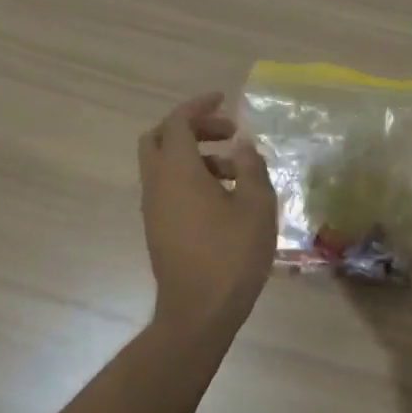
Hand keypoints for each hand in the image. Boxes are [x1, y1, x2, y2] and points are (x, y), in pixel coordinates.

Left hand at [138, 92, 276, 334]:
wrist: (200, 312)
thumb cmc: (232, 255)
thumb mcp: (257, 206)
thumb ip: (252, 168)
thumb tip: (243, 146)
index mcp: (178, 172)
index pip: (177, 123)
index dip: (199, 106)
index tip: (224, 100)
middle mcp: (157, 185)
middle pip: (158, 139)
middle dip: (191, 128)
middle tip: (227, 133)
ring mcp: (154, 209)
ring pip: (163, 165)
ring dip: (196, 156)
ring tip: (239, 171)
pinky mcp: (158, 228)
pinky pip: (169, 188)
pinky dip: (192, 177)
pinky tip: (226, 198)